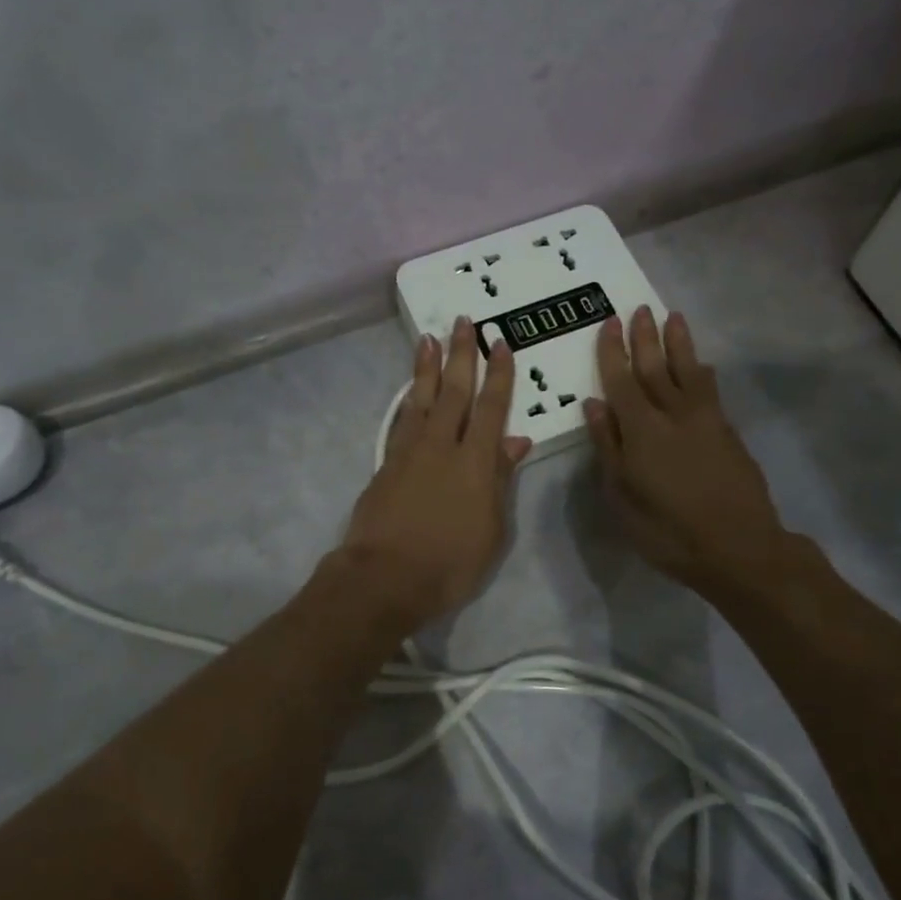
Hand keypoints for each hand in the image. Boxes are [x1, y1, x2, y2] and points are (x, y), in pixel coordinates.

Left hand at [338, 317, 531, 631]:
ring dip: (427, 368)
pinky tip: (410, 392)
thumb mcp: (492, 529)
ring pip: (421, 399)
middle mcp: (441, 446)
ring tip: (428, 338)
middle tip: (462, 321)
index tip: (500, 343)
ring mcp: (409, 453)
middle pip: (453, 392)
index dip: (498, 374)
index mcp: (475, 461)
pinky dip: (408, 402)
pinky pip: (401, 421)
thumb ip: (502, 480)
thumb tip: (516, 440)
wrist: (384, 578)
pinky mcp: (385, 465)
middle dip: (460, 354)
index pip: (491, 407)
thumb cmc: (450, 563)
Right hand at [585, 307, 803, 601]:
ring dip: (679, 343)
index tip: (609, 322)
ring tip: (673, 318)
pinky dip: (702, 372)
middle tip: (638, 308)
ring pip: (689, 371)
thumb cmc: (668, 531)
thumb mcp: (621, 497)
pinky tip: (701, 364)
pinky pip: (711, 390)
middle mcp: (674, 415)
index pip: (622, 380)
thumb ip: (608, 447)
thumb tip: (595, 405)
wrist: (739, 548)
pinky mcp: (728, 432)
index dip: (614, 351)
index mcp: (642, 430)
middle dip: (645, 337)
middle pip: (656, 367)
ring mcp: (706, 421)